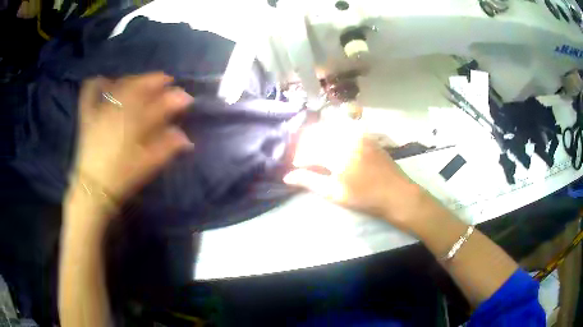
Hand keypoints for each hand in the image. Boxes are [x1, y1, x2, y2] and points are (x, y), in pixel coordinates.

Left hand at [72, 72, 193, 207]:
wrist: (94, 187)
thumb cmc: (123, 177)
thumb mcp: (148, 165)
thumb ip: (168, 148)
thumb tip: (185, 137)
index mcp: (136, 122)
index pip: (160, 104)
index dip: (176, 98)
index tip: (186, 98)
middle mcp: (120, 109)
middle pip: (140, 87)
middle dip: (156, 80)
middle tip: (166, 81)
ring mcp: (102, 109)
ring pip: (120, 84)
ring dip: (134, 79)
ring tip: (142, 81)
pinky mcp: (88, 115)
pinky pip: (90, 92)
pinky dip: (97, 84)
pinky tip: (104, 80)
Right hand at [284, 120, 420, 228]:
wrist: (396, 193)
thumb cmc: (364, 197)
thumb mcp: (334, 193)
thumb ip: (310, 181)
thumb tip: (287, 177)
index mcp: (335, 153)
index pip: (308, 151)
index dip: (299, 159)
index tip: (296, 168)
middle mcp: (344, 138)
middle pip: (317, 135)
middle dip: (306, 145)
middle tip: (304, 159)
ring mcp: (357, 134)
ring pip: (330, 129)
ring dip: (319, 138)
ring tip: (316, 152)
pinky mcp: (365, 135)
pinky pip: (344, 129)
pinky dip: (334, 134)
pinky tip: (333, 145)